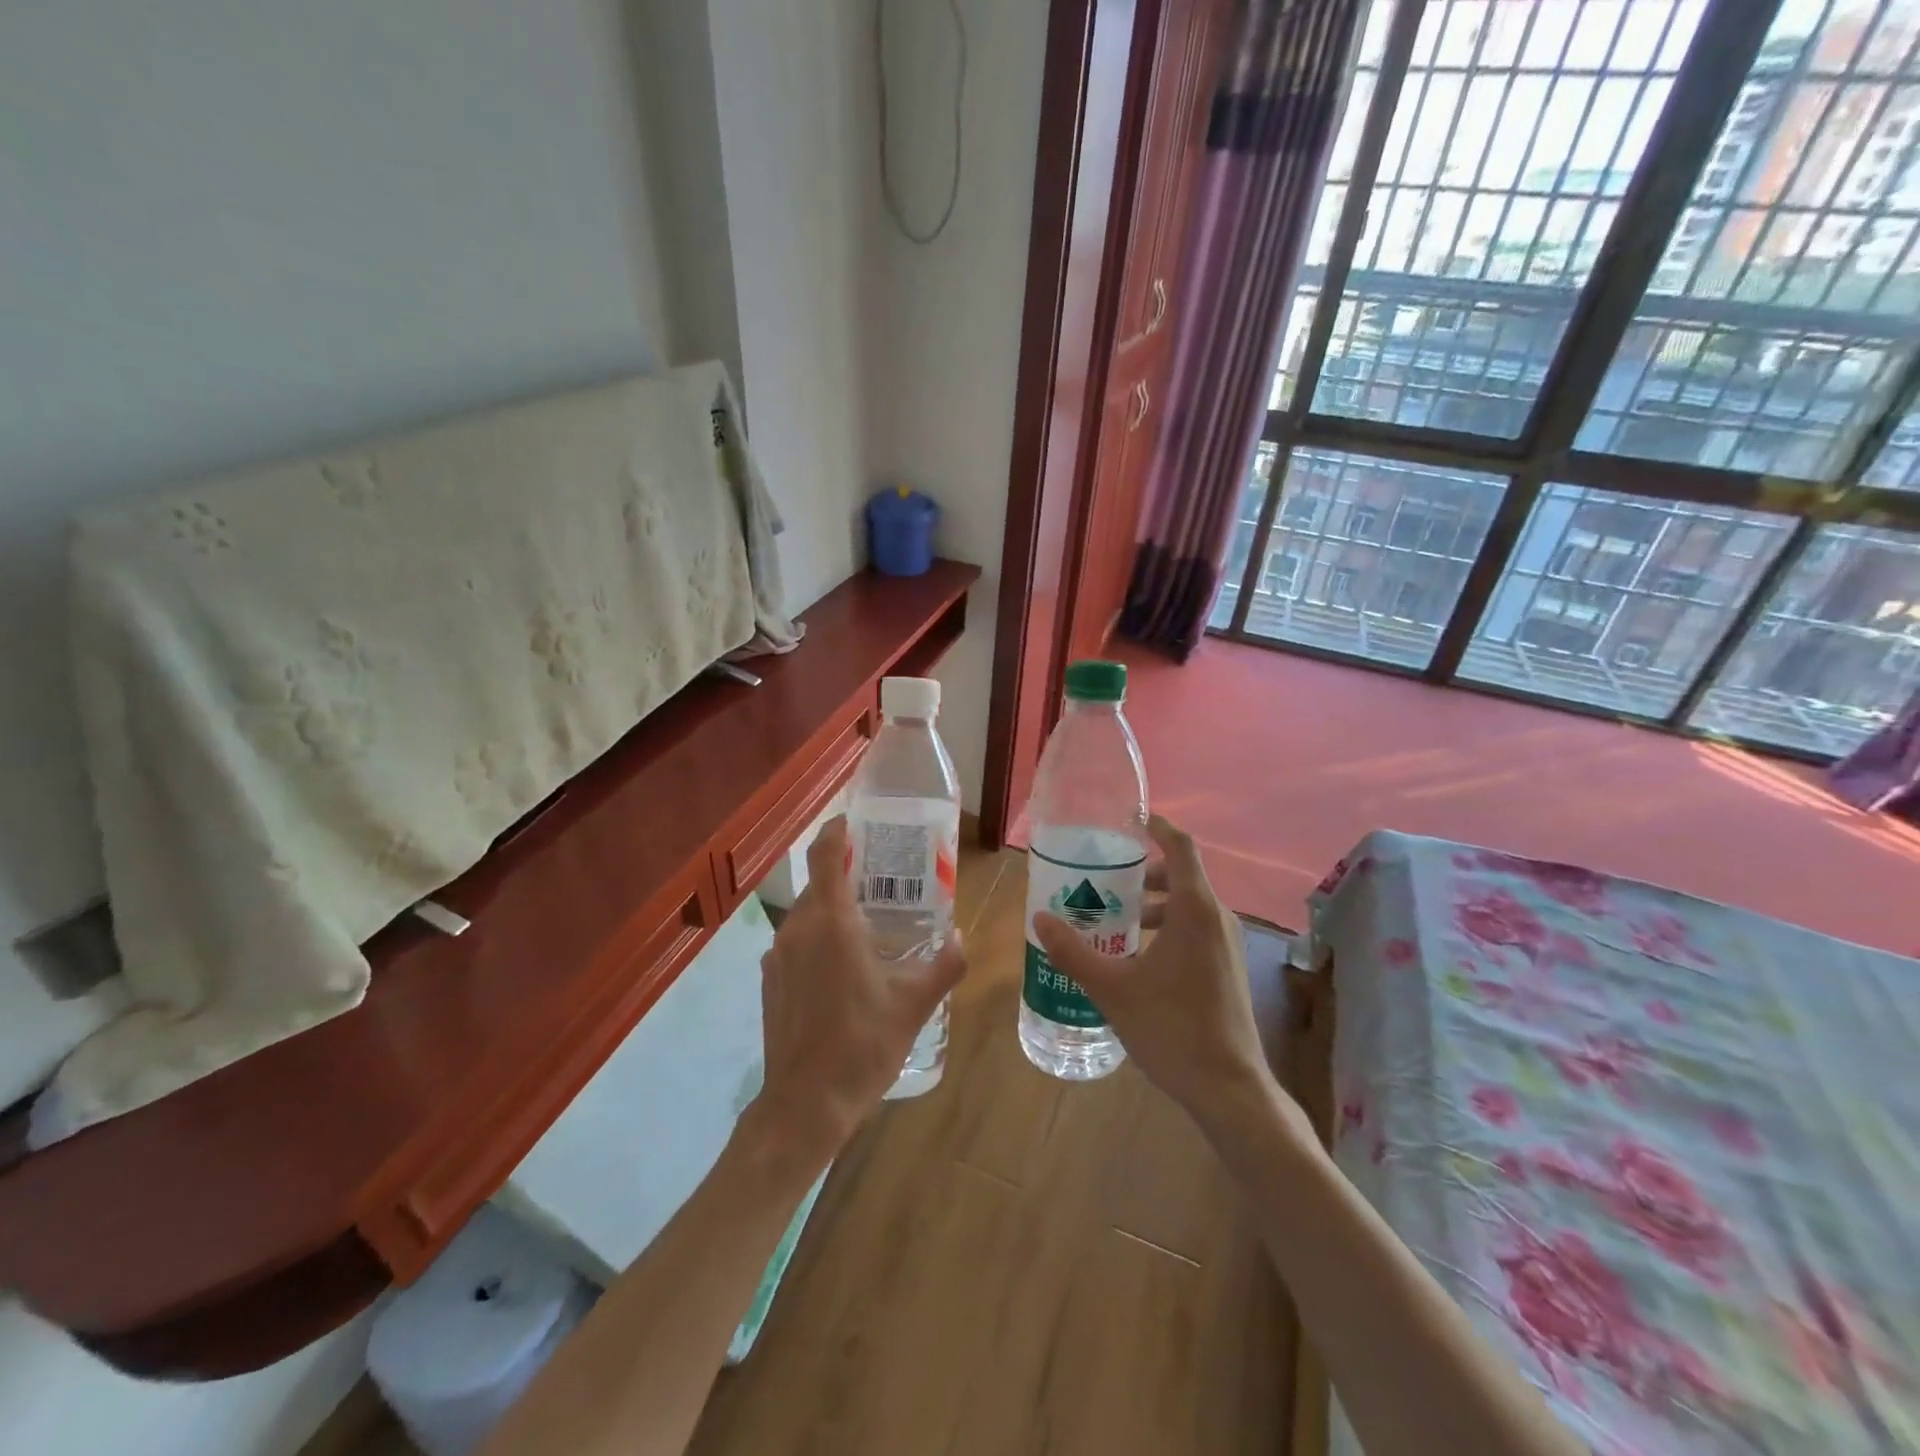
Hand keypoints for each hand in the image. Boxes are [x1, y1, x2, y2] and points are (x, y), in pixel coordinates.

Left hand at [748, 817, 966, 1168]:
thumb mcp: (915, 1005)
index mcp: (831, 923)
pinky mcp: (769, 980)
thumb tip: (962, 938)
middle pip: (817, 882)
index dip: (837, 830)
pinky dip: (817, 937)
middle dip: (845, 873)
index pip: (824, 854)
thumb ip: (944, 965)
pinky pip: (795, 941)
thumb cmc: (863, 1046)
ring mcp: (777, 955)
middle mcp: (798, 929)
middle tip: (882, 878)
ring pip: (806, 913)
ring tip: (867, 921)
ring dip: (832, 908)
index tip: (858, 822)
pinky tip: (842, 965)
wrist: (805, 1105)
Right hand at [1033, 816, 1290, 1133]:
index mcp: (1195, 910)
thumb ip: (1073, 951)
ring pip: (1188, 905)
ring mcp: (1228, 945)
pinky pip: (1196, 929)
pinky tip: (1136, 956)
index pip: (1181, 847)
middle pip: (1181, 876)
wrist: (1229, 1089)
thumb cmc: (1171, 1028)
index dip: (1158, 827)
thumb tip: (1040, 920)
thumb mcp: (1112, 988)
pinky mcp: (1228, 968)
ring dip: (1152, 903)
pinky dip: (1167, 926)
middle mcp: (1217, 919)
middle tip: (1104, 879)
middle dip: (1142, 872)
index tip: (1129, 820)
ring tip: (1113, 918)